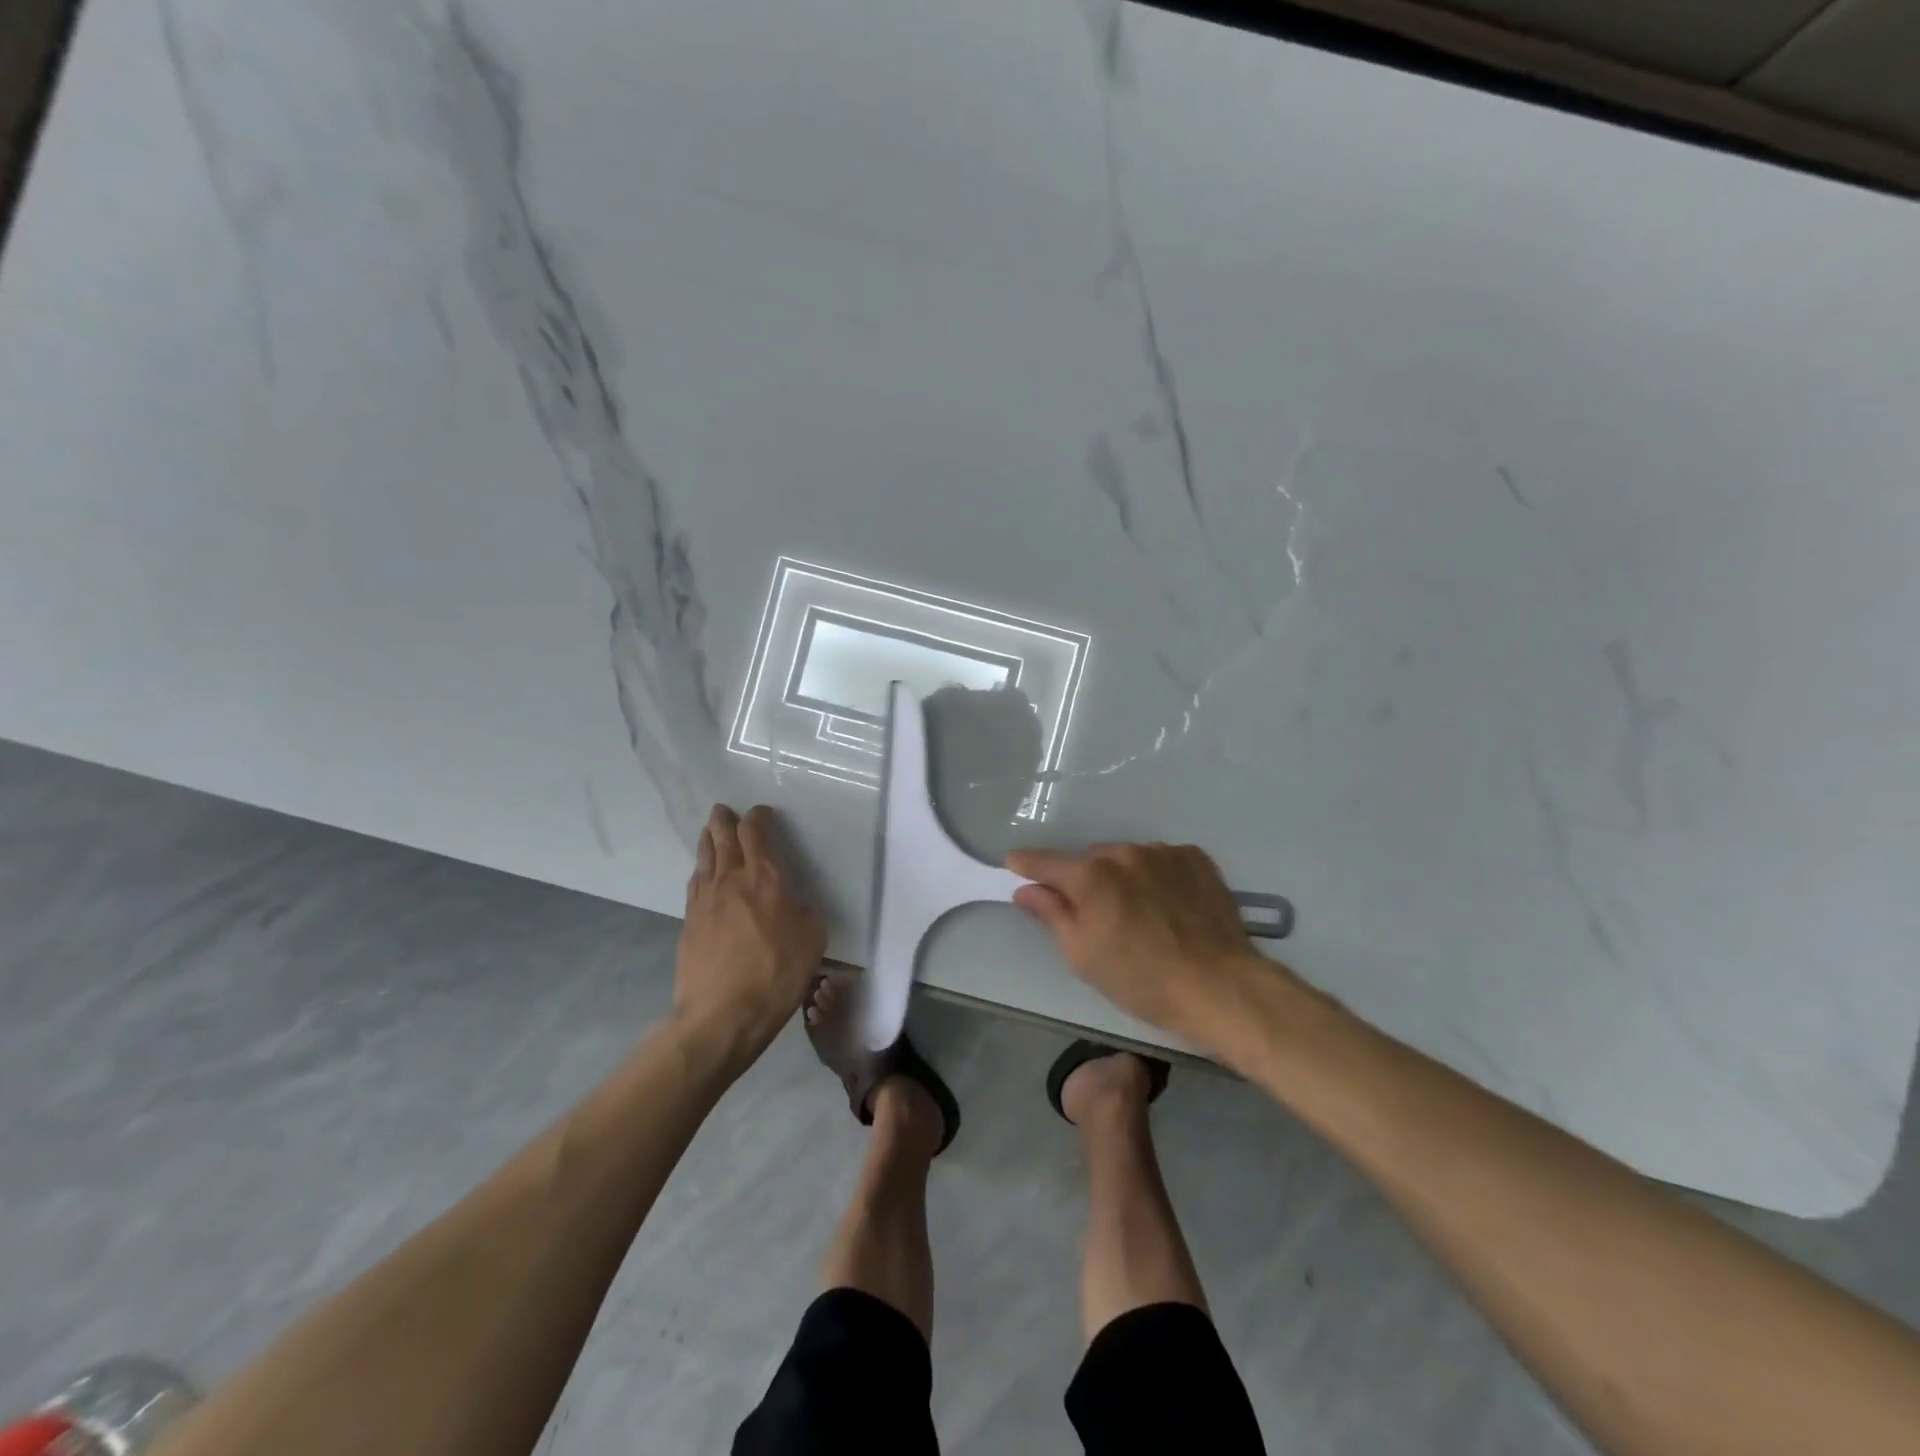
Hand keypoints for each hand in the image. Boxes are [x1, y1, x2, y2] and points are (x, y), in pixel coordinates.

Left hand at [673, 804, 826, 1069]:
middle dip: (724, 820)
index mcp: (764, 877)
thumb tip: (795, 906)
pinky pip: (695, 884)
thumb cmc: (775, 974)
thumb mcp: (812, 940)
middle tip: (724, 810)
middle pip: (721, 837)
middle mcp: (730, 879)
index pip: (755, 832)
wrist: (721, 1015)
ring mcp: (704, 900)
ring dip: (708, 840)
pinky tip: (703, 874)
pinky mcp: (688, 923)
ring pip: (704, 858)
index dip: (758, 817)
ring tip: (710, 832)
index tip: (762, 813)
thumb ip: (805, 913)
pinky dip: (701, 870)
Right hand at [1005, 841, 1280, 1045]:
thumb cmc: (1141, 979)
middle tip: (1096, 915)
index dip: (1026, 863)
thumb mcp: (1083, 955)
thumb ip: (1051, 914)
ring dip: (1123, 878)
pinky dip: (1156, 876)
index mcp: (1090, 876)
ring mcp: (1162, 852)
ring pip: (1127, 859)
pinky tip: (1168, 906)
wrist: (1220, 986)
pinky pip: (1162, 861)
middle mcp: (1123, 853)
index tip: (1015, 864)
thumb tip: (1026, 889)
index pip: (1045, 861)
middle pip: (1089, 861)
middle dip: (1085, 881)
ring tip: (1140, 914)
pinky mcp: (1195, 858)